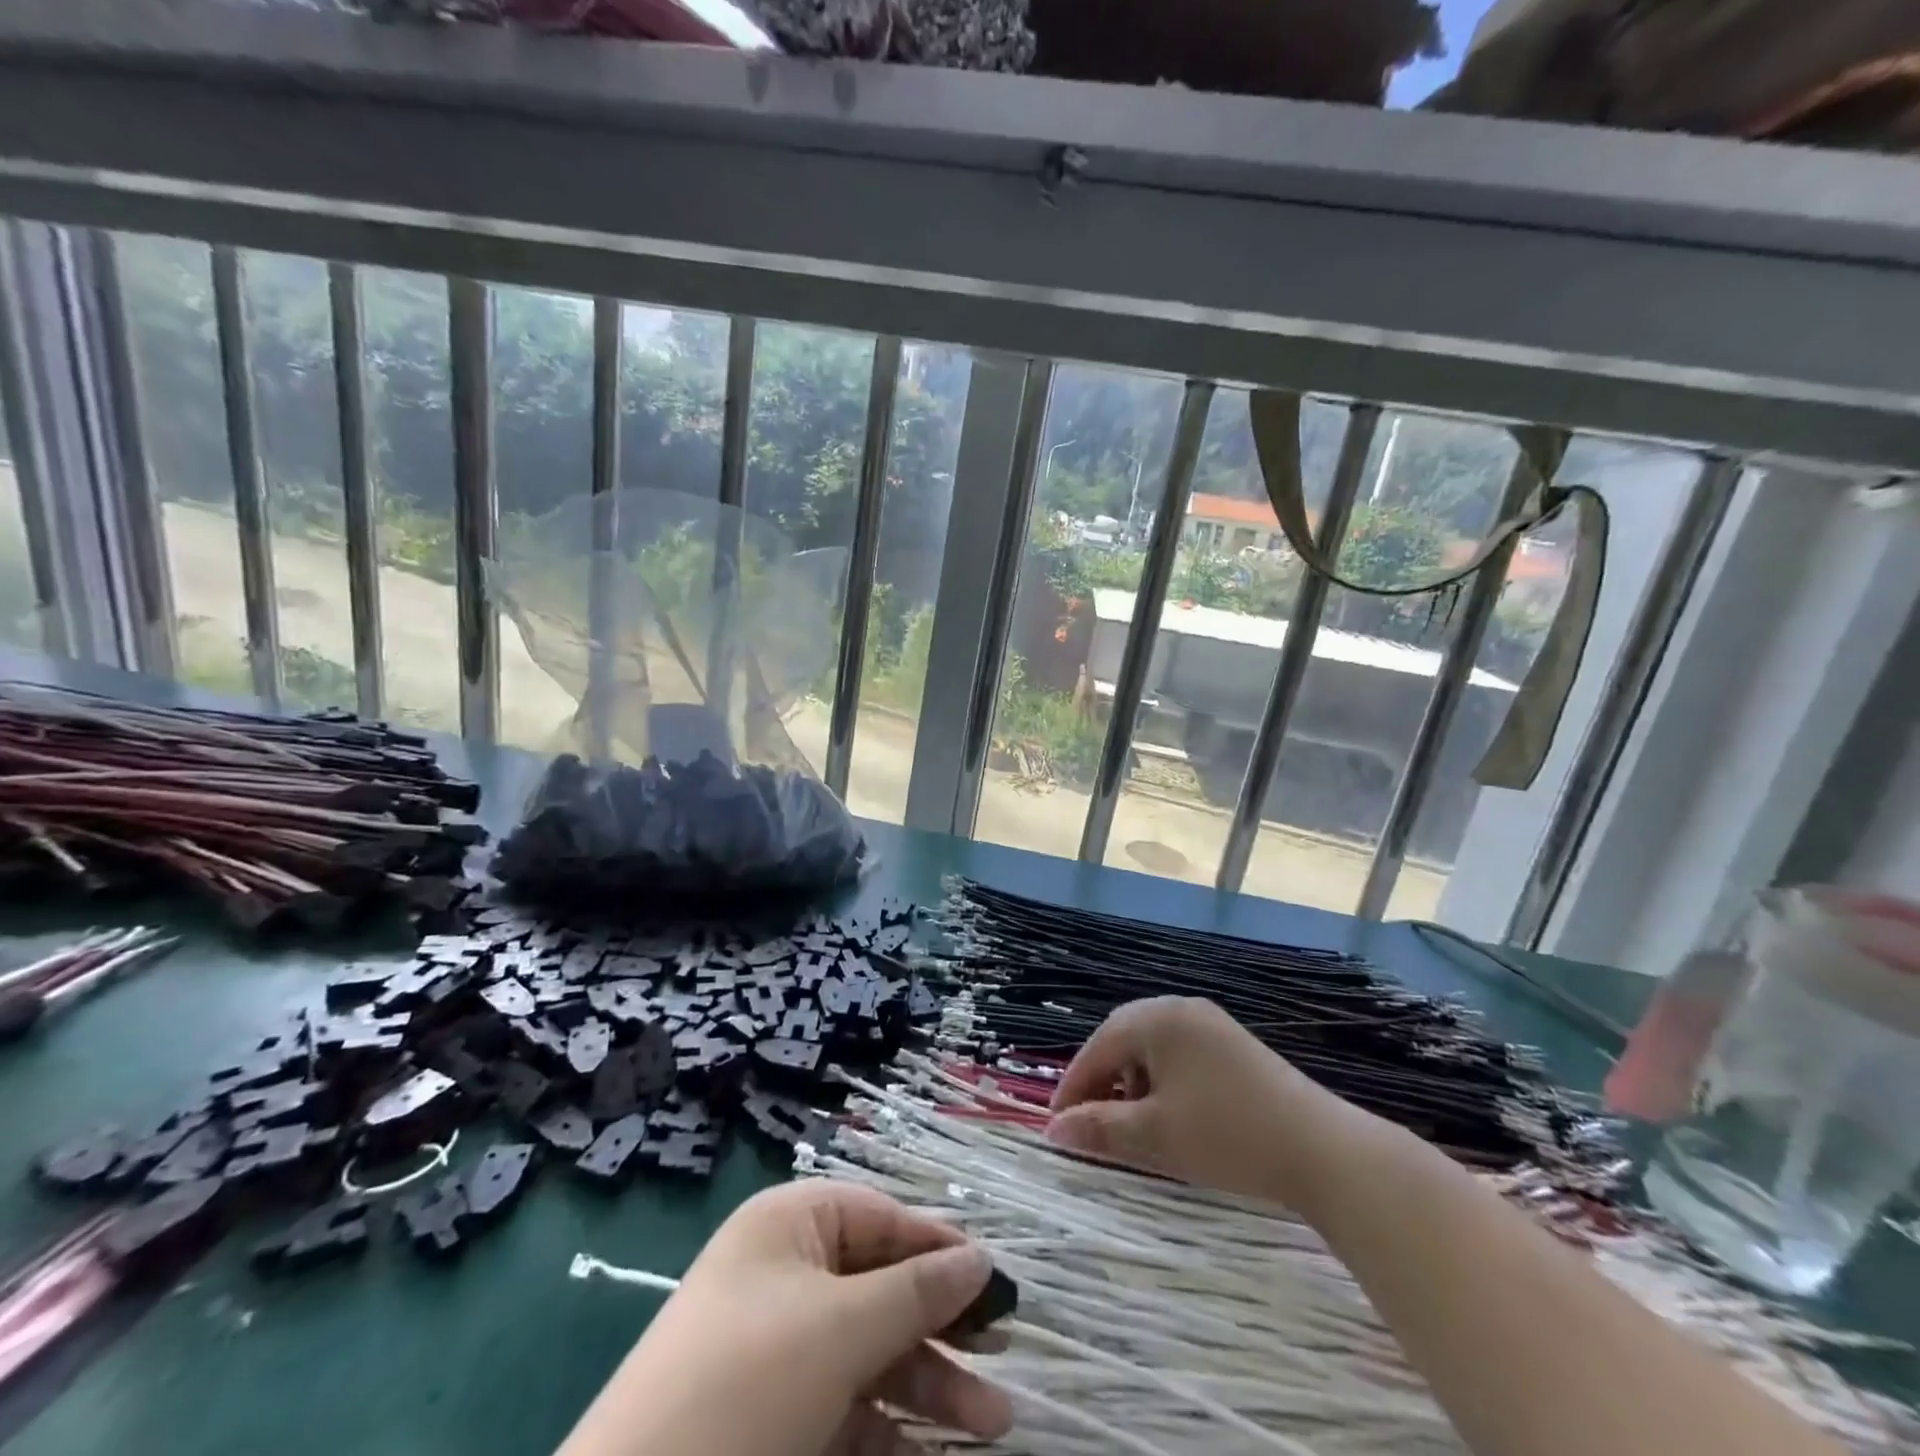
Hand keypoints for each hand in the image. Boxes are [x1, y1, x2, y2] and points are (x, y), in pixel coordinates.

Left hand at [559, 1182, 1012, 1455]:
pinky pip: (847, 1404)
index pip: (883, 1219)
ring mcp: (777, 1347)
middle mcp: (785, 1273)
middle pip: (882, 1286)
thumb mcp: (841, 1329)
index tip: (997, 1284)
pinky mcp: (772, 1416)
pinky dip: (889, 1427)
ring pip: (870, 1350)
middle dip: (942, 1328)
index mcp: (791, 1225)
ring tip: (993, 1424)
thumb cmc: (748, 1385)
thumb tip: (982, 1257)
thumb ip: (917, 1292)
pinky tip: (933, 1453)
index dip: (940, 1248)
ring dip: (929, 1384)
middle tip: (1003, 1359)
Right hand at [1047, 995, 1376, 1205]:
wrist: (1322, 1149)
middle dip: (1102, 1081)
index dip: (1074, 1086)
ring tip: (1134, 1125)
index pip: (1098, 1046)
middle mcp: (1181, 1008)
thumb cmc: (1227, 1135)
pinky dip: (1164, 1082)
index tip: (1057, 1125)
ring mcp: (1212, 1024)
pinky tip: (1173, 1116)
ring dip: (1133, 1083)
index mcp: (1157, 1018)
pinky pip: (1181, 1055)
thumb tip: (1054, 1131)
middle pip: (1124, 1039)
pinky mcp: (1234, 1046)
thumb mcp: (1155, 1136)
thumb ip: (1100, 1129)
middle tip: (1089, 1122)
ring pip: (1153, 1048)